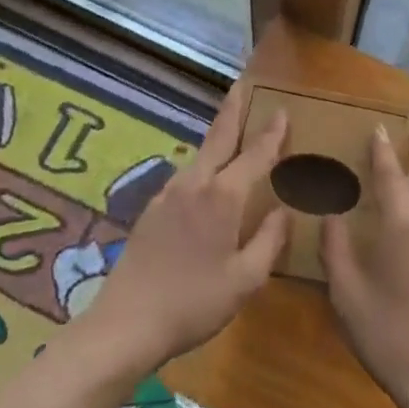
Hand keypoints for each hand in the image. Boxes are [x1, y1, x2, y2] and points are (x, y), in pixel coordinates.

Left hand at [79, 83, 289, 375]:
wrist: (125, 323)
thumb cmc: (193, 303)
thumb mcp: (244, 280)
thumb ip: (269, 241)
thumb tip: (283, 210)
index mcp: (222, 197)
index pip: (254, 155)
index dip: (271, 134)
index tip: (282, 110)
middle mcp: (195, 183)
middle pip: (219, 136)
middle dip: (233, 108)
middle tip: (242, 84)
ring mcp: (168, 193)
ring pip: (200, 155)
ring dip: (217, 136)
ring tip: (231, 128)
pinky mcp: (152, 209)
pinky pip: (187, 174)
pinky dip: (204, 163)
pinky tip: (206, 177)